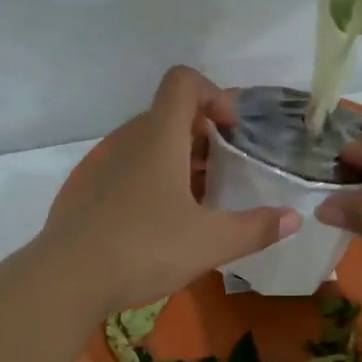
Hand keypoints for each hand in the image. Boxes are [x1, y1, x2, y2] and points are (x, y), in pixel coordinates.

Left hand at [43, 67, 301, 312]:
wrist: (67, 279)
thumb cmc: (144, 248)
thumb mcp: (210, 242)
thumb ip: (256, 228)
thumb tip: (294, 218)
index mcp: (159, 138)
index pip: (183, 81)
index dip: (214, 94)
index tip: (234, 132)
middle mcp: (130, 143)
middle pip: (170, 117)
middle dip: (205, 138)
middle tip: (228, 175)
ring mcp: (105, 168)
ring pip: (151, 149)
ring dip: (182, 164)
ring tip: (204, 205)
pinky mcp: (90, 195)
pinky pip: (131, 173)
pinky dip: (156, 184)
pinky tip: (166, 227)